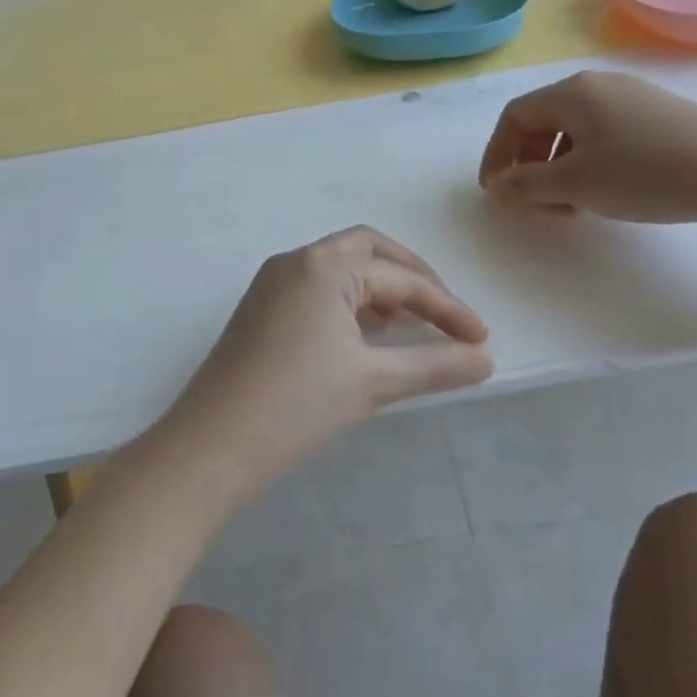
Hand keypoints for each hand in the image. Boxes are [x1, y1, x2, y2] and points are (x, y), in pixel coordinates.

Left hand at [154, 227, 492, 502]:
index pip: (400, 277)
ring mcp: (272, 283)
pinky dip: (350, 302)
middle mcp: (296, 261)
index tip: (480, 338)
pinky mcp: (260, 308)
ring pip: (340, 268)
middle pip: (368, 251)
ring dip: (380, 288)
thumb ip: (434, 365)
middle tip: (445, 314)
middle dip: (412, 278)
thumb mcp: (373, 383)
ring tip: (410, 326)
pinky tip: (366, 336)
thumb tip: (485, 359)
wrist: (212, 445)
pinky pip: (317, 288)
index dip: (445, 307)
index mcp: (324, 265)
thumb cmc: (297, 406)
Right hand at [478, 71, 696, 223]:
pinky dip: (588, 161)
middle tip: (535, 202)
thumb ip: (526, 185)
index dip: (497, 153)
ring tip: (571, 203)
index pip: (514, 116)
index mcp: (571, 92)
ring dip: (558, 166)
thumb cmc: (646, 174)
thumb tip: (496, 185)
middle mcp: (598, 85)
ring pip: (574, 130)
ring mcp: (632, 97)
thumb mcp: (576, 184)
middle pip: (543, 120)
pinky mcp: (658, 114)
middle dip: (529, 163)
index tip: (496, 192)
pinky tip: (606, 190)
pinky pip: (604, 133)